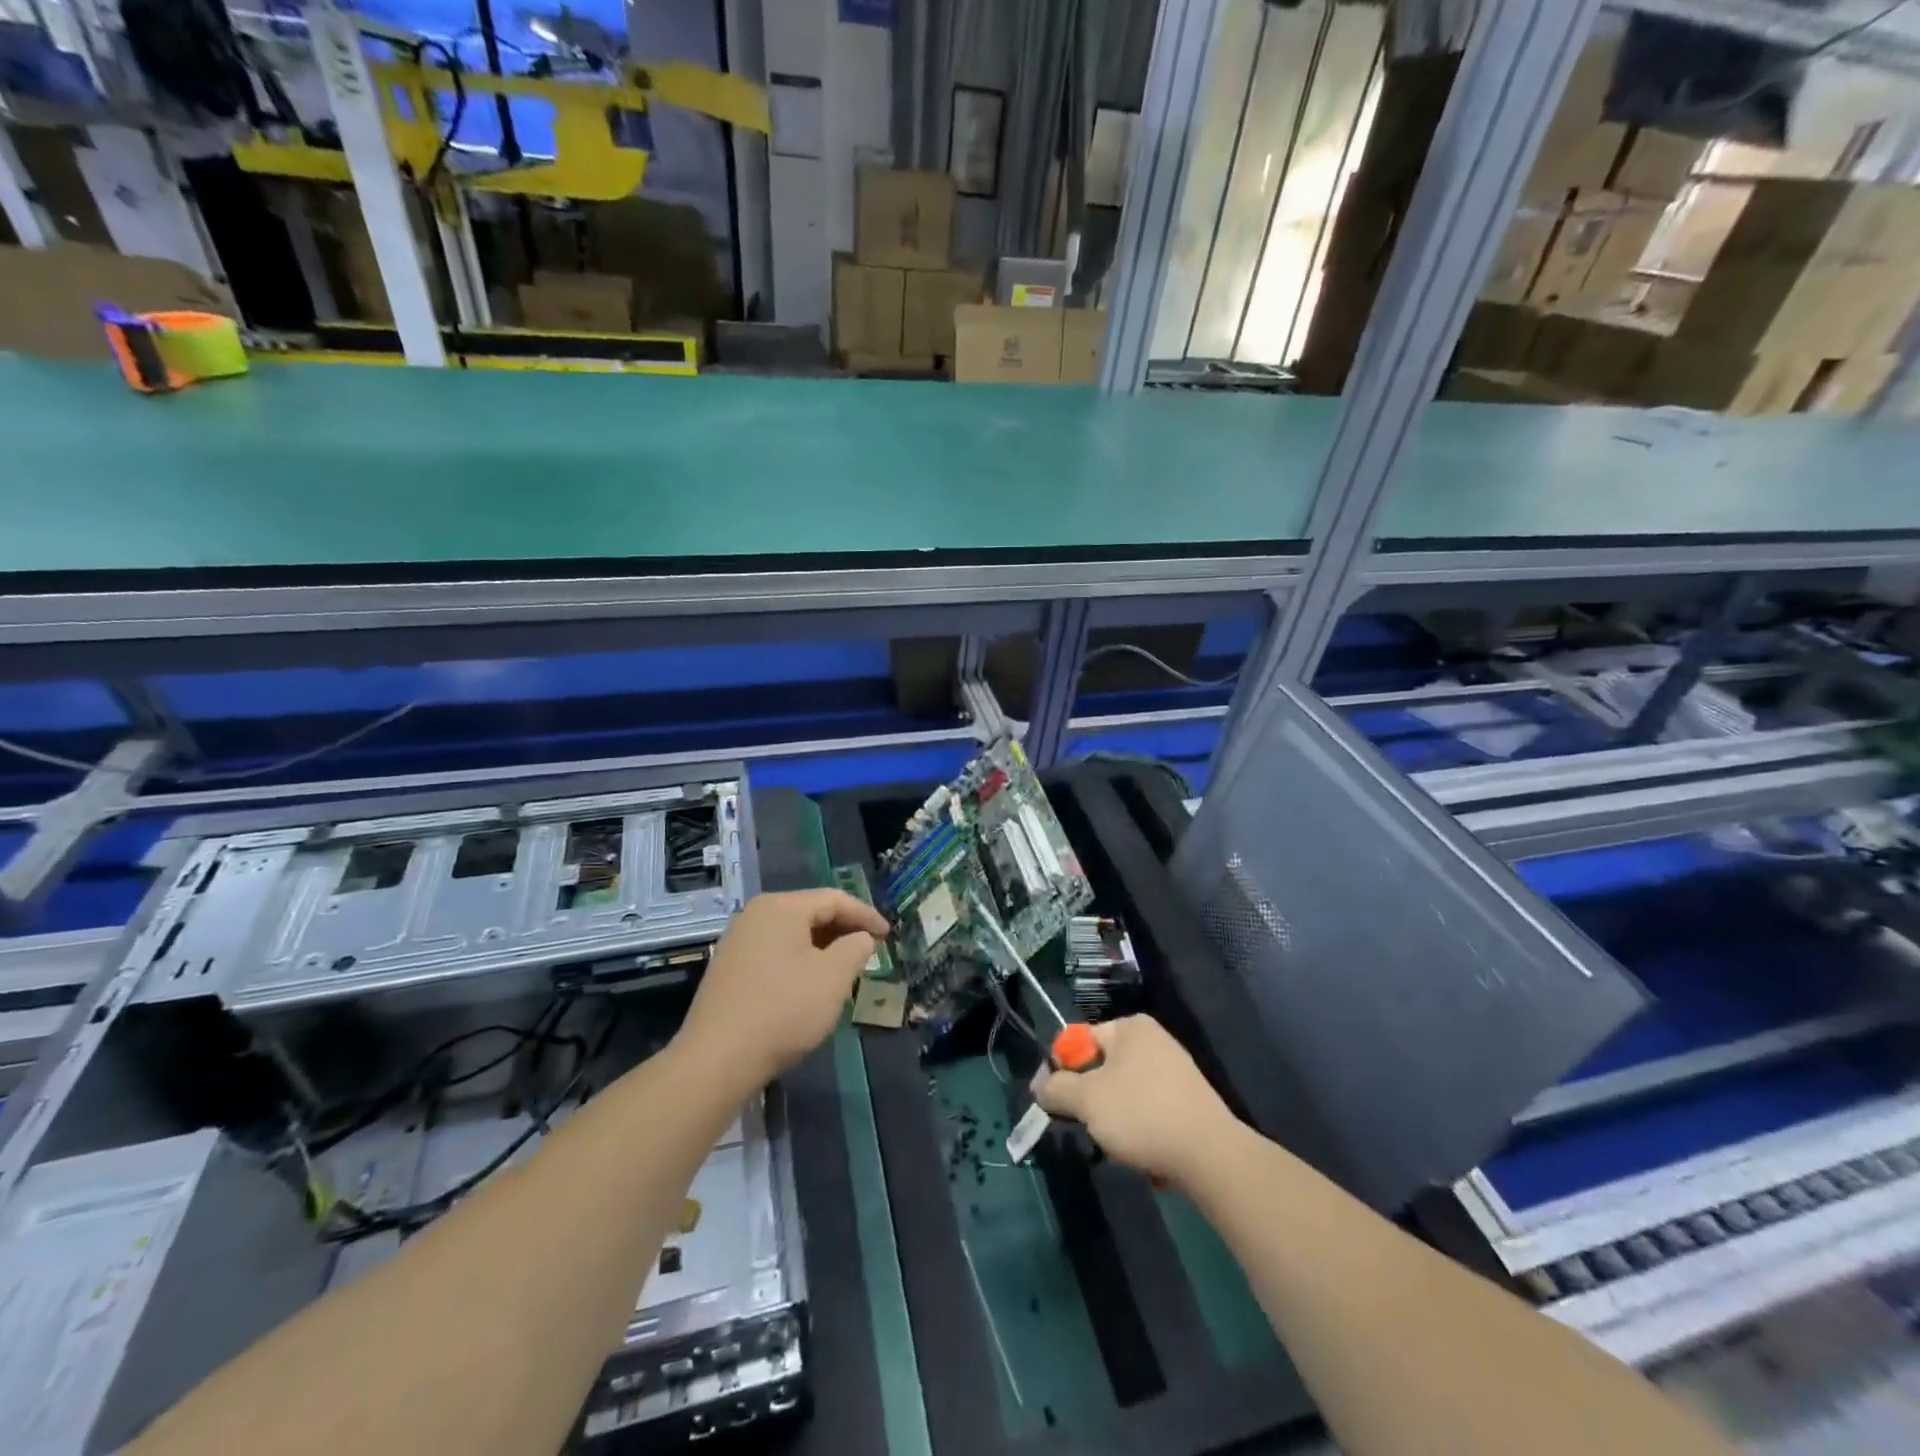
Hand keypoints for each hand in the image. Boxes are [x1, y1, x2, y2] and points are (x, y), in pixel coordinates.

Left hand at [677, 890, 889, 1084]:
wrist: (717, 1059)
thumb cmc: (784, 1009)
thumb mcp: (834, 977)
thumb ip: (856, 948)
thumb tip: (861, 938)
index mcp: (781, 907)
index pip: (834, 899)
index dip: (866, 915)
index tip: (888, 935)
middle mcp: (755, 915)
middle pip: (811, 912)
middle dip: (844, 930)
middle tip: (870, 950)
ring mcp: (737, 942)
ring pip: (792, 935)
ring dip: (822, 947)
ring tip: (845, 969)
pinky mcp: (728, 969)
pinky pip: (775, 953)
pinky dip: (800, 961)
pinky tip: (810, 985)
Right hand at [1034, 1015, 1242, 1187]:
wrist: (1211, 1156)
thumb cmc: (1142, 1115)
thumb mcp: (1087, 1100)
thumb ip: (1056, 1088)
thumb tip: (1040, 1085)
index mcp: (1130, 1027)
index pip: (1079, 1041)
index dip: (1060, 1070)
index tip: (1051, 1101)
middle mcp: (1153, 1040)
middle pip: (1101, 1067)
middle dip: (1089, 1100)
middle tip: (1084, 1126)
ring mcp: (1175, 1071)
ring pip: (1123, 1093)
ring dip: (1113, 1120)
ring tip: (1116, 1146)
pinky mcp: (1188, 1102)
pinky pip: (1148, 1111)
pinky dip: (1140, 1130)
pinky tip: (1143, 1154)